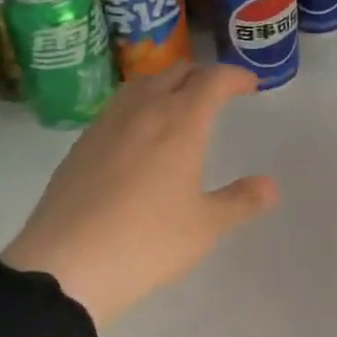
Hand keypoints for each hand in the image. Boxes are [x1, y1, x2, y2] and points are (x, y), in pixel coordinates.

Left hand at [2, 63, 276, 327]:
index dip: (235, 76)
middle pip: (175, 72)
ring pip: (141, 84)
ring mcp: (106, 124)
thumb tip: (270, 185)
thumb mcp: (205, 226)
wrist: (66, 264)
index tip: (250, 85)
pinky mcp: (81, 144)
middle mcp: (143, 111)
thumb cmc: (147, 242)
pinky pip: (118, 107)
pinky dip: (140, 104)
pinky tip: (139, 133)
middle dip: (202, 75)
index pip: (212, 80)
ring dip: (167, 83)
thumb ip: (240, 201)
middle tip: (218, 93)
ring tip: (179, 104)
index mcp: (180, 122)